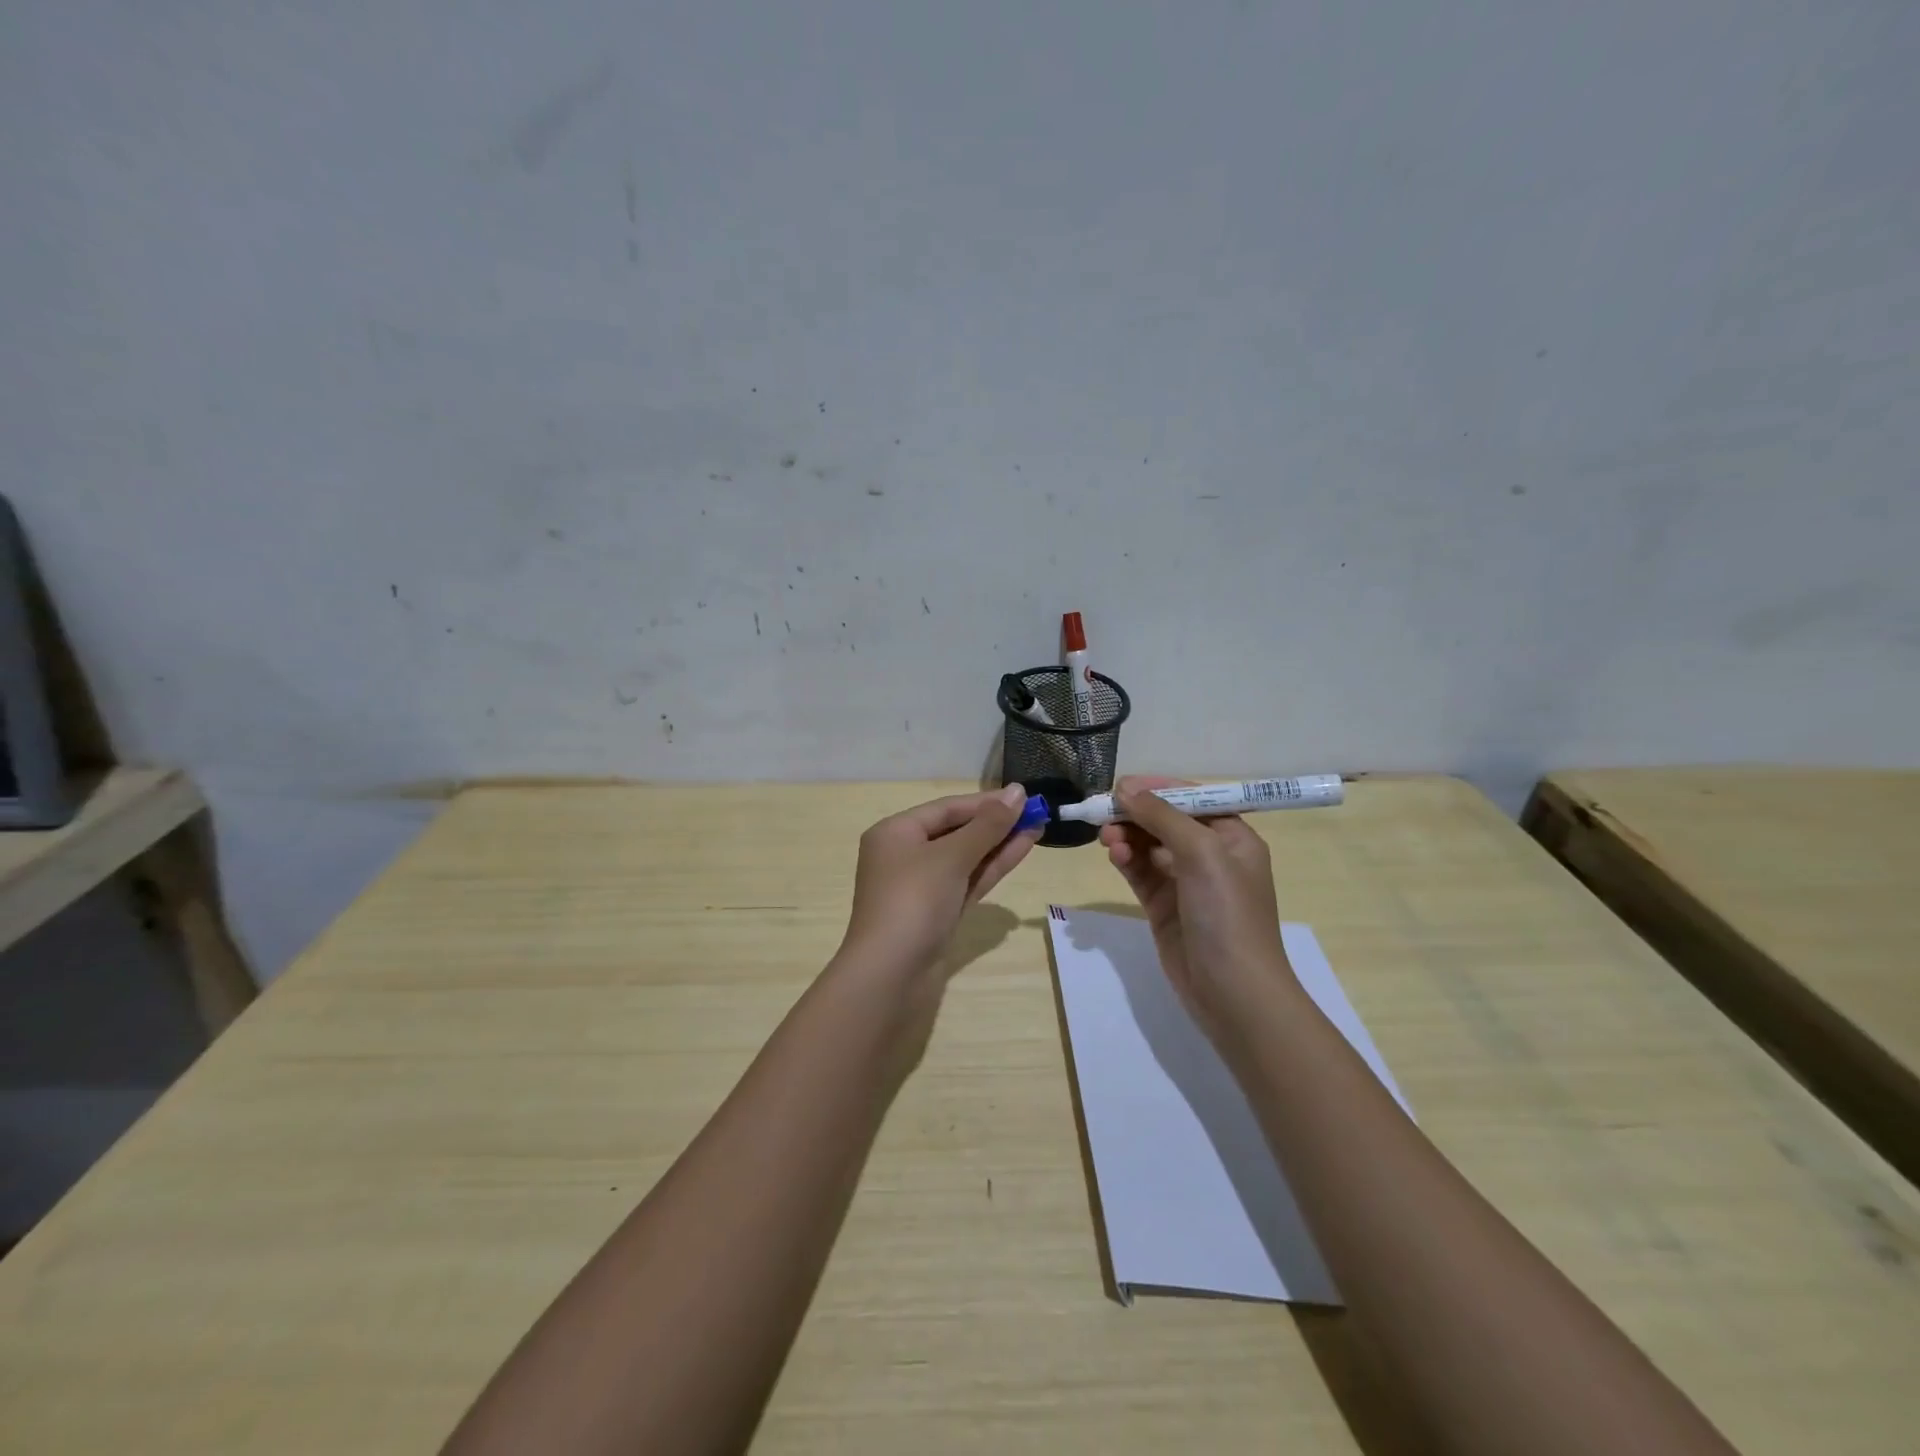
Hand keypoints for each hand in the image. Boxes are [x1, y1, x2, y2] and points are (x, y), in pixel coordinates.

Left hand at [838, 785, 1040, 978]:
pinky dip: (991, 866)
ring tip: (1038, 827)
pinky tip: (1021, 850)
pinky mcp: (937, 913)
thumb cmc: (914, 901)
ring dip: (999, 843)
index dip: (986, 802)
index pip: (947, 808)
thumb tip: (1018, 792)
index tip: (1024, 796)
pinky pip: (967, 880)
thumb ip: (988, 825)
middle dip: (995, 823)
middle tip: (1036, 812)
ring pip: (965, 857)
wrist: (890, 975)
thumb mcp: (951, 856)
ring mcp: (922, 887)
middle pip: (956, 831)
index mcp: (895, 833)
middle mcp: (905, 855)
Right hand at [1098, 776, 1295, 1042]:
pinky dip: (1126, 860)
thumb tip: (1125, 788)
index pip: (1192, 800)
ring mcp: (1186, 882)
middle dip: (1136, 814)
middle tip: (1105, 813)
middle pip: (1166, 821)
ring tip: (1107, 839)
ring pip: (1148, 846)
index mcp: (1233, 838)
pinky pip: (1140, 872)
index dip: (1158, 789)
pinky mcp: (1164, 906)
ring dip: (1127, 836)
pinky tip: (1114, 855)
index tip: (1122, 786)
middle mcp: (1211, 855)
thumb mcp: (1201, 853)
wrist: (1233, 992)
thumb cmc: (1227, 914)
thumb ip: (1162, 816)